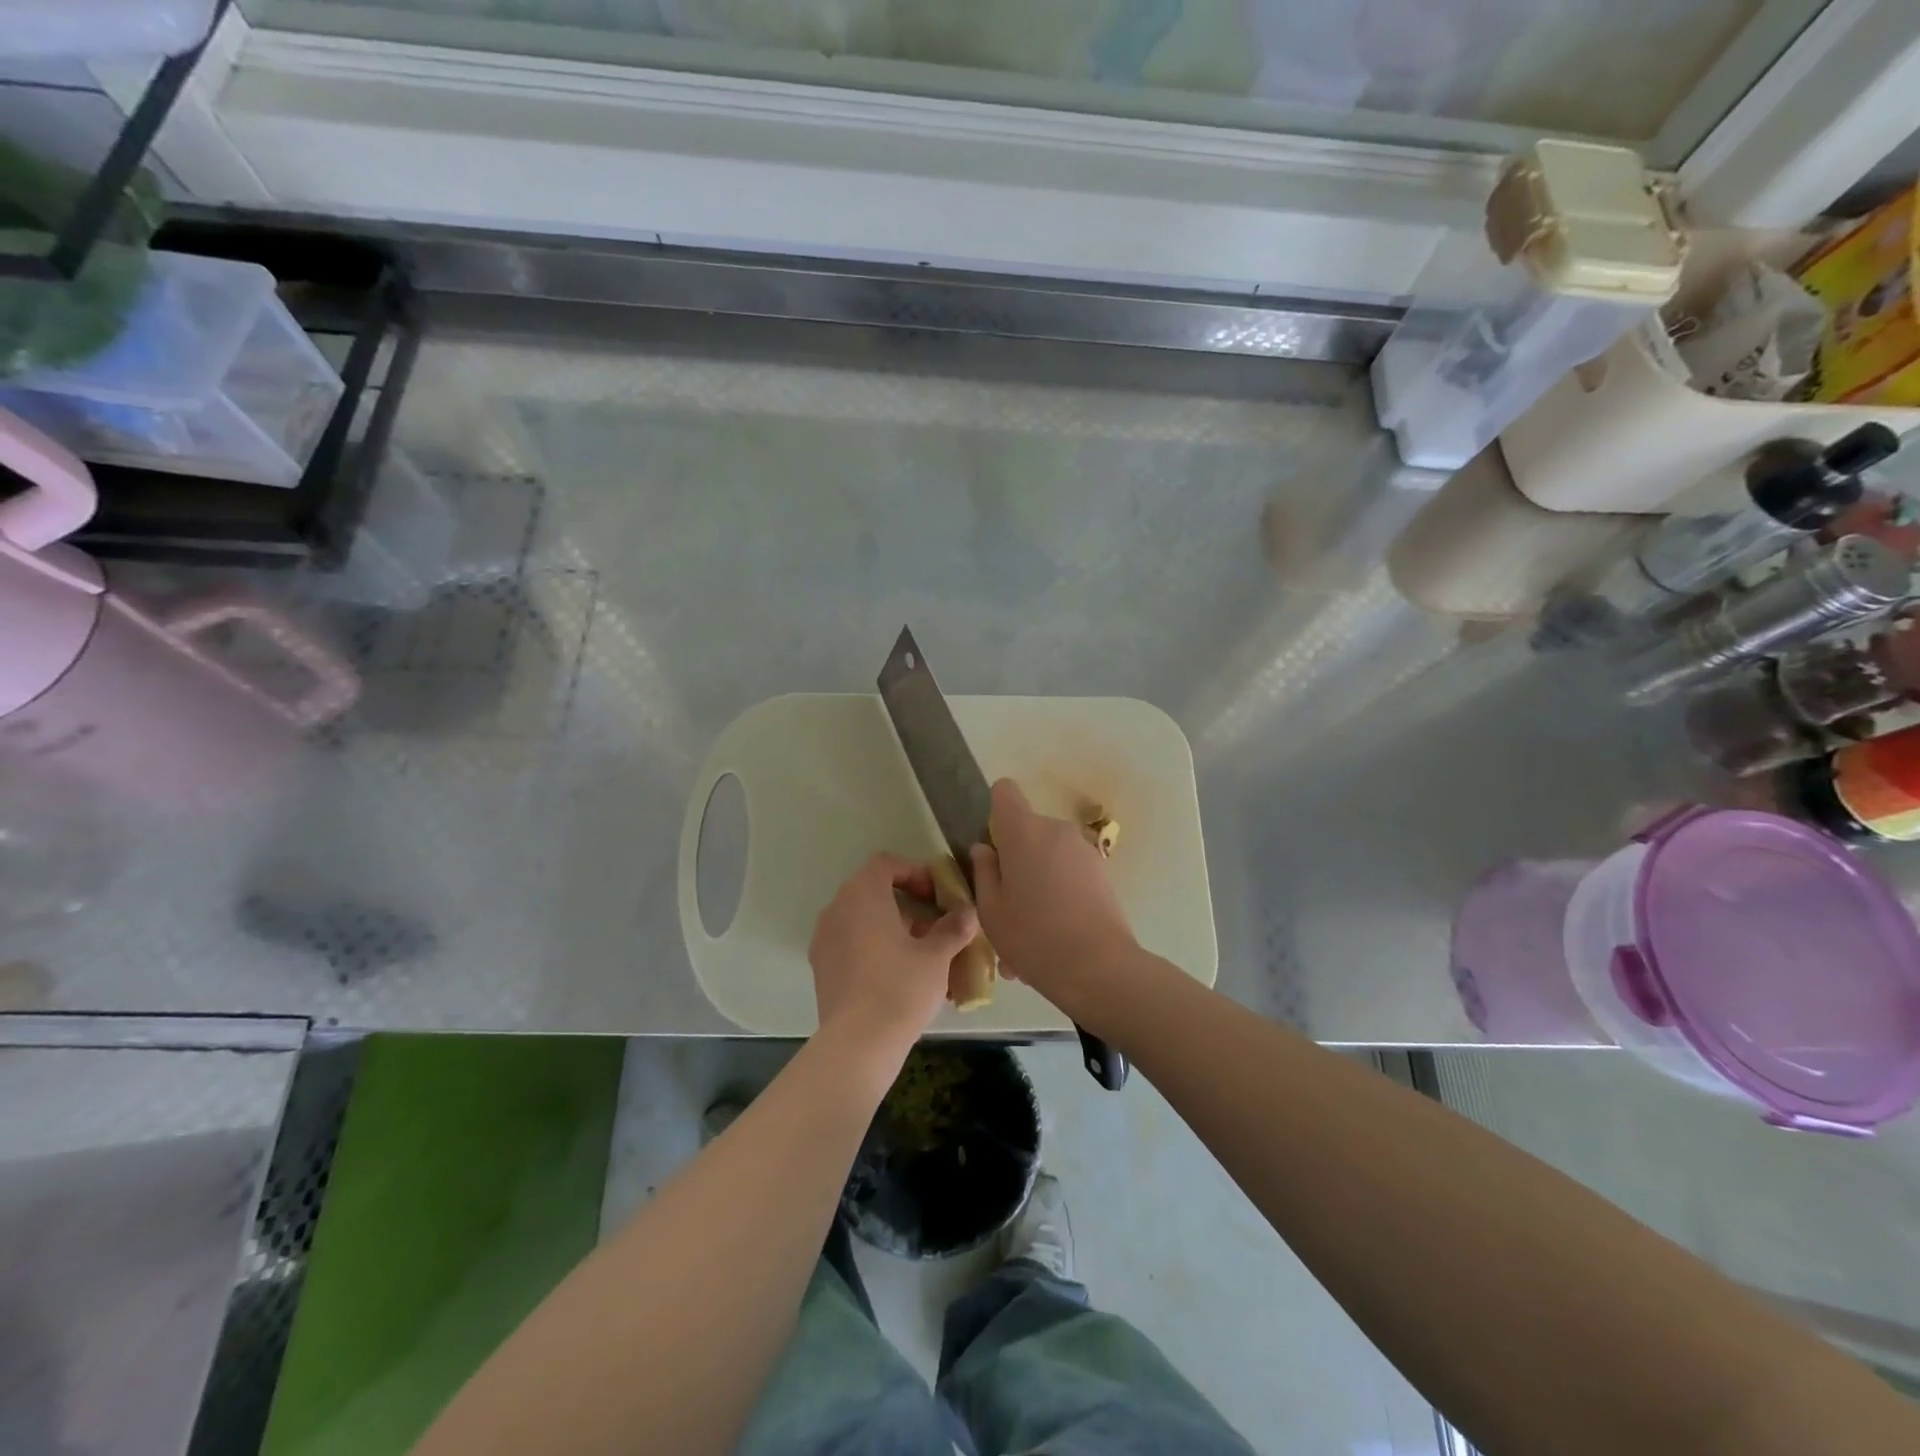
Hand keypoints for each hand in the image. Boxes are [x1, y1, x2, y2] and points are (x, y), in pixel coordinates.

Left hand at [809, 853, 975, 1059]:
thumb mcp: (937, 956)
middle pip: (872, 891)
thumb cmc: (901, 987)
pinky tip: (897, 975)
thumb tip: (967, 914)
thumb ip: (953, 928)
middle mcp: (837, 908)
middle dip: (906, 904)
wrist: (858, 1043)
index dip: (914, 873)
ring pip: (861, 919)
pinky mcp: (821, 967)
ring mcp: (824, 938)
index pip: (885, 864)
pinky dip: (873, 947)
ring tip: (920, 954)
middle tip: (934, 926)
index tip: (936, 896)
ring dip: (890, 927)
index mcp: (862, 894)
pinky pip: (850, 943)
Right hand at [971, 780, 1136, 1004]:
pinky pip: (1068, 874)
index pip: (1004, 792)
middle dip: (1014, 858)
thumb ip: (983, 872)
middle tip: (1004, 904)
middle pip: (1027, 830)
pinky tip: (1051, 937)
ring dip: (1036, 882)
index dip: (993, 811)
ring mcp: (1083, 850)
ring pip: (1048, 857)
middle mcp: (1056, 830)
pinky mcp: (1102, 872)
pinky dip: (1057, 895)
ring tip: (1028, 931)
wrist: (1099, 967)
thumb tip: (984, 849)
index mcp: (1023, 831)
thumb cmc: (1033, 936)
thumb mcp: (991, 910)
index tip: (991, 845)